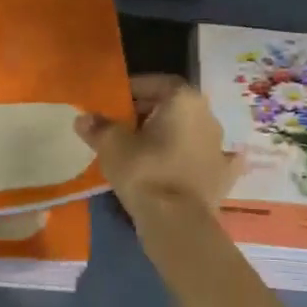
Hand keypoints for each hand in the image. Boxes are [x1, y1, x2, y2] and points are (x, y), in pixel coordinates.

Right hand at [75, 75, 242, 214]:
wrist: (178, 223)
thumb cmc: (145, 172)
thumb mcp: (112, 146)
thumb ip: (98, 127)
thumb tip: (83, 118)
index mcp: (184, 100)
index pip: (158, 83)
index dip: (135, 89)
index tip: (116, 102)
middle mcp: (208, 116)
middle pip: (175, 106)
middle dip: (150, 113)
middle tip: (124, 126)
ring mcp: (219, 146)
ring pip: (190, 131)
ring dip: (171, 135)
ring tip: (144, 149)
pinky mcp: (223, 175)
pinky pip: (208, 159)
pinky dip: (196, 159)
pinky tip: (187, 165)